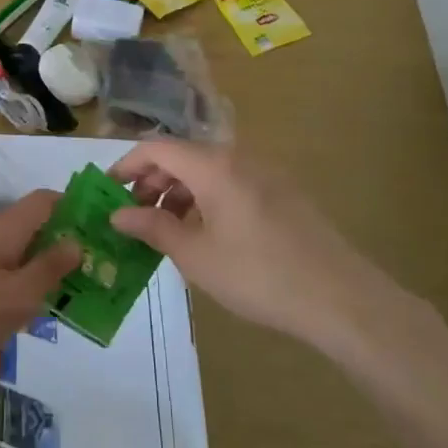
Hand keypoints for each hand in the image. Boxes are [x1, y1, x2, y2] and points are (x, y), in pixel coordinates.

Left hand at [0, 190, 79, 383]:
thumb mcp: (15, 299)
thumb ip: (49, 269)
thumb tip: (76, 241)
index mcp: (2, 229)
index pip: (46, 200)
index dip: (74, 210)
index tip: (97, 237)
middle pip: (27, 230)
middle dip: (54, 253)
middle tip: (77, 288)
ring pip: (6, 258)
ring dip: (28, 278)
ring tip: (42, 315)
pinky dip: (2, 293)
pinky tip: (1, 327)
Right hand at [109, 140, 436, 365]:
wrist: (341, 299)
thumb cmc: (258, 275)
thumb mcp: (195, 255)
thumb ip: (152, 227)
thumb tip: (117, 214)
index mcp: (213, 165)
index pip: (156, 149)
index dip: (126, 166)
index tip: (106, 193)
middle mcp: (238, 158)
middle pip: (182, 157)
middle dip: (151, 183)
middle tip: (132, 217)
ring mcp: (265, 174)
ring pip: (207, 172)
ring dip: (178, 194)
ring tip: (165, 231)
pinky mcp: (283, 193)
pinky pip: (231, 184)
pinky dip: (206, 200)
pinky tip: (204, 235)